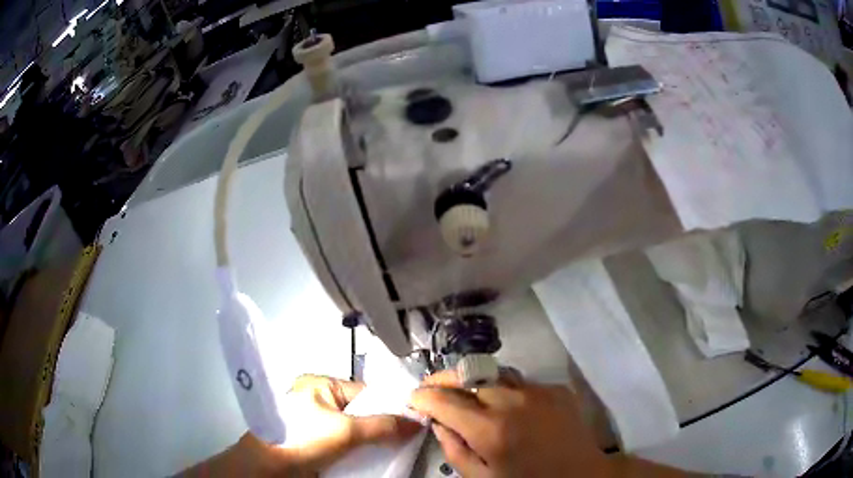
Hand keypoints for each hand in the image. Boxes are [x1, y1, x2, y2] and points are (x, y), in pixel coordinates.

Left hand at [182, 375, 419, 476]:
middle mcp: (316, 398)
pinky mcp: (313, 439)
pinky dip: (360, 448)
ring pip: (354, 428)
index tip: (414, 421)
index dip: (389, 406)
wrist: (269, 468)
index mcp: (319, 384)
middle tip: (408, 437)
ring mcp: (314, 421)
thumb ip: (382, 426)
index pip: (364, 391)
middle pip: (361, 411)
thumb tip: (418, 423)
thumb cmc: (302, 439)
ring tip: (397, 447)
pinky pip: (345, 440)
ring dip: (373, 439)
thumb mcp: (344, 431)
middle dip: (383, 425)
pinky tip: (376, 455)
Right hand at [409, 370, 610, 477]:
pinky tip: (507, 405)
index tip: (414, 397)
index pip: (444, 400)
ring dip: (474, 381)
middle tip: (433, 388)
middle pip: (468, 376)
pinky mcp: (556, 389)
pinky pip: (521, 382)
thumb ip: (454, 450)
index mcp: (491, 430)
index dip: (423, 396)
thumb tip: (439, 423)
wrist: (581, 476)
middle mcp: (513, 401)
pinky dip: (505, 390)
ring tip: (466, 392)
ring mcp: (539, 391)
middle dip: (444, 380)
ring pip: (494, 374)